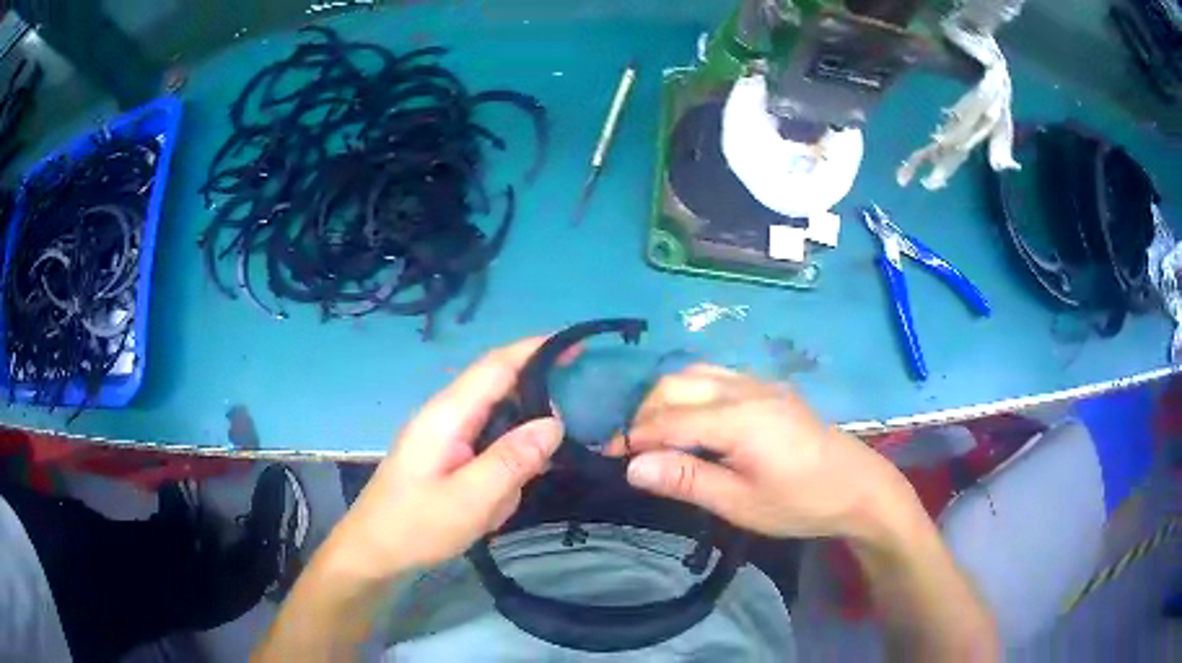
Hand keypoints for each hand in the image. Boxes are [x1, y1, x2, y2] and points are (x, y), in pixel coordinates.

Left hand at [326, 338, 563, 579]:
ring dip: (523, 431)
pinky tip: (518, 480)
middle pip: (498, 386)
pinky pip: (487, 443)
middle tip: (583, 401)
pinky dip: (509, 455)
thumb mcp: (471, 500)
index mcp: (447, 415)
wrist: (373, 554)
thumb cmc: (416, 527)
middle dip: (538, 388)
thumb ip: (513, 460)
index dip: (536, 349)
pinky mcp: (446, 457)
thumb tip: (555, 422)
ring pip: (496, 417)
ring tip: (559, 441)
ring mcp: (444, 436)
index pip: (496, 366)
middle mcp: (445, 415)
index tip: (577, 344)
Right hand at [610, 365, 910, 540]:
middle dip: (645, 413)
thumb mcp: (740, 503)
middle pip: (676, 384)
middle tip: (635, 451)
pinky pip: (716, 377)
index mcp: (738, 419)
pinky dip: (691, 393)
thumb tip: (632, 466)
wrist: (858, 486)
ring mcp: (759, 383)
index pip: (668, 420)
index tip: (608, 457)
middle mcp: (745, 389)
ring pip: (695, 373)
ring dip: (667, 399)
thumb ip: (686, 480)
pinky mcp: (769, 388)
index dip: (633, 437)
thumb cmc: (800, 503)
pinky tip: (694, 422)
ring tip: (659, 436)